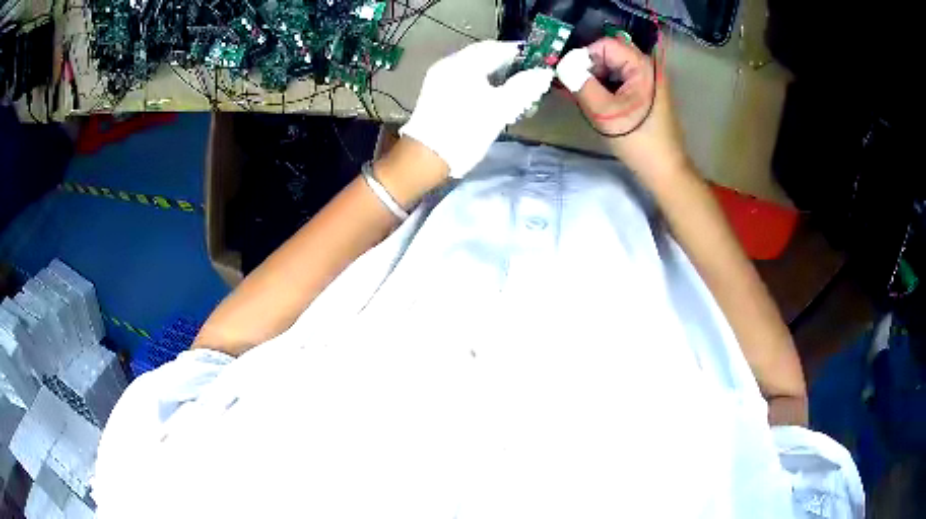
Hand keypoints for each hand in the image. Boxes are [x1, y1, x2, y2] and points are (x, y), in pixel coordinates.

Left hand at [400, 40, 553, 177]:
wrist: (427, 158)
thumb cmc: (466, 131)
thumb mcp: (501, 108)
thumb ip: (524, 87)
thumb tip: (543, 72)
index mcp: (464, 63)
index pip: (497, 47)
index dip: (519, 53)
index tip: (538, 63)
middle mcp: (449, 63)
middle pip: (484, 56)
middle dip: (508, 65)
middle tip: (528, 79)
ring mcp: (439, 77)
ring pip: (474, 67)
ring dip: (495, 75)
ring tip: (513, 91)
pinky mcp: (436, 92)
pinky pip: (464, 78)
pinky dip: (481, 82)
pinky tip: (492, 98)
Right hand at [556, 37, 688, 176]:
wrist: (665, 170)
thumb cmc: (638, 141)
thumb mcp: (604, 112)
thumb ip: (581, 84)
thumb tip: (562, 66)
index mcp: (642, 66)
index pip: (605, 44)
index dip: (584, 56)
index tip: (570, 76)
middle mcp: (648, 67)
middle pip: (609, 54)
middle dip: (589, 69)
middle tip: (578, 89)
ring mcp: (649, 80)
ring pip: (613, 68)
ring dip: (596, 79)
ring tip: (588, 99)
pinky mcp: (647, 93)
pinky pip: (620, 80)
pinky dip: (606, 87)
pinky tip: (600, 104)